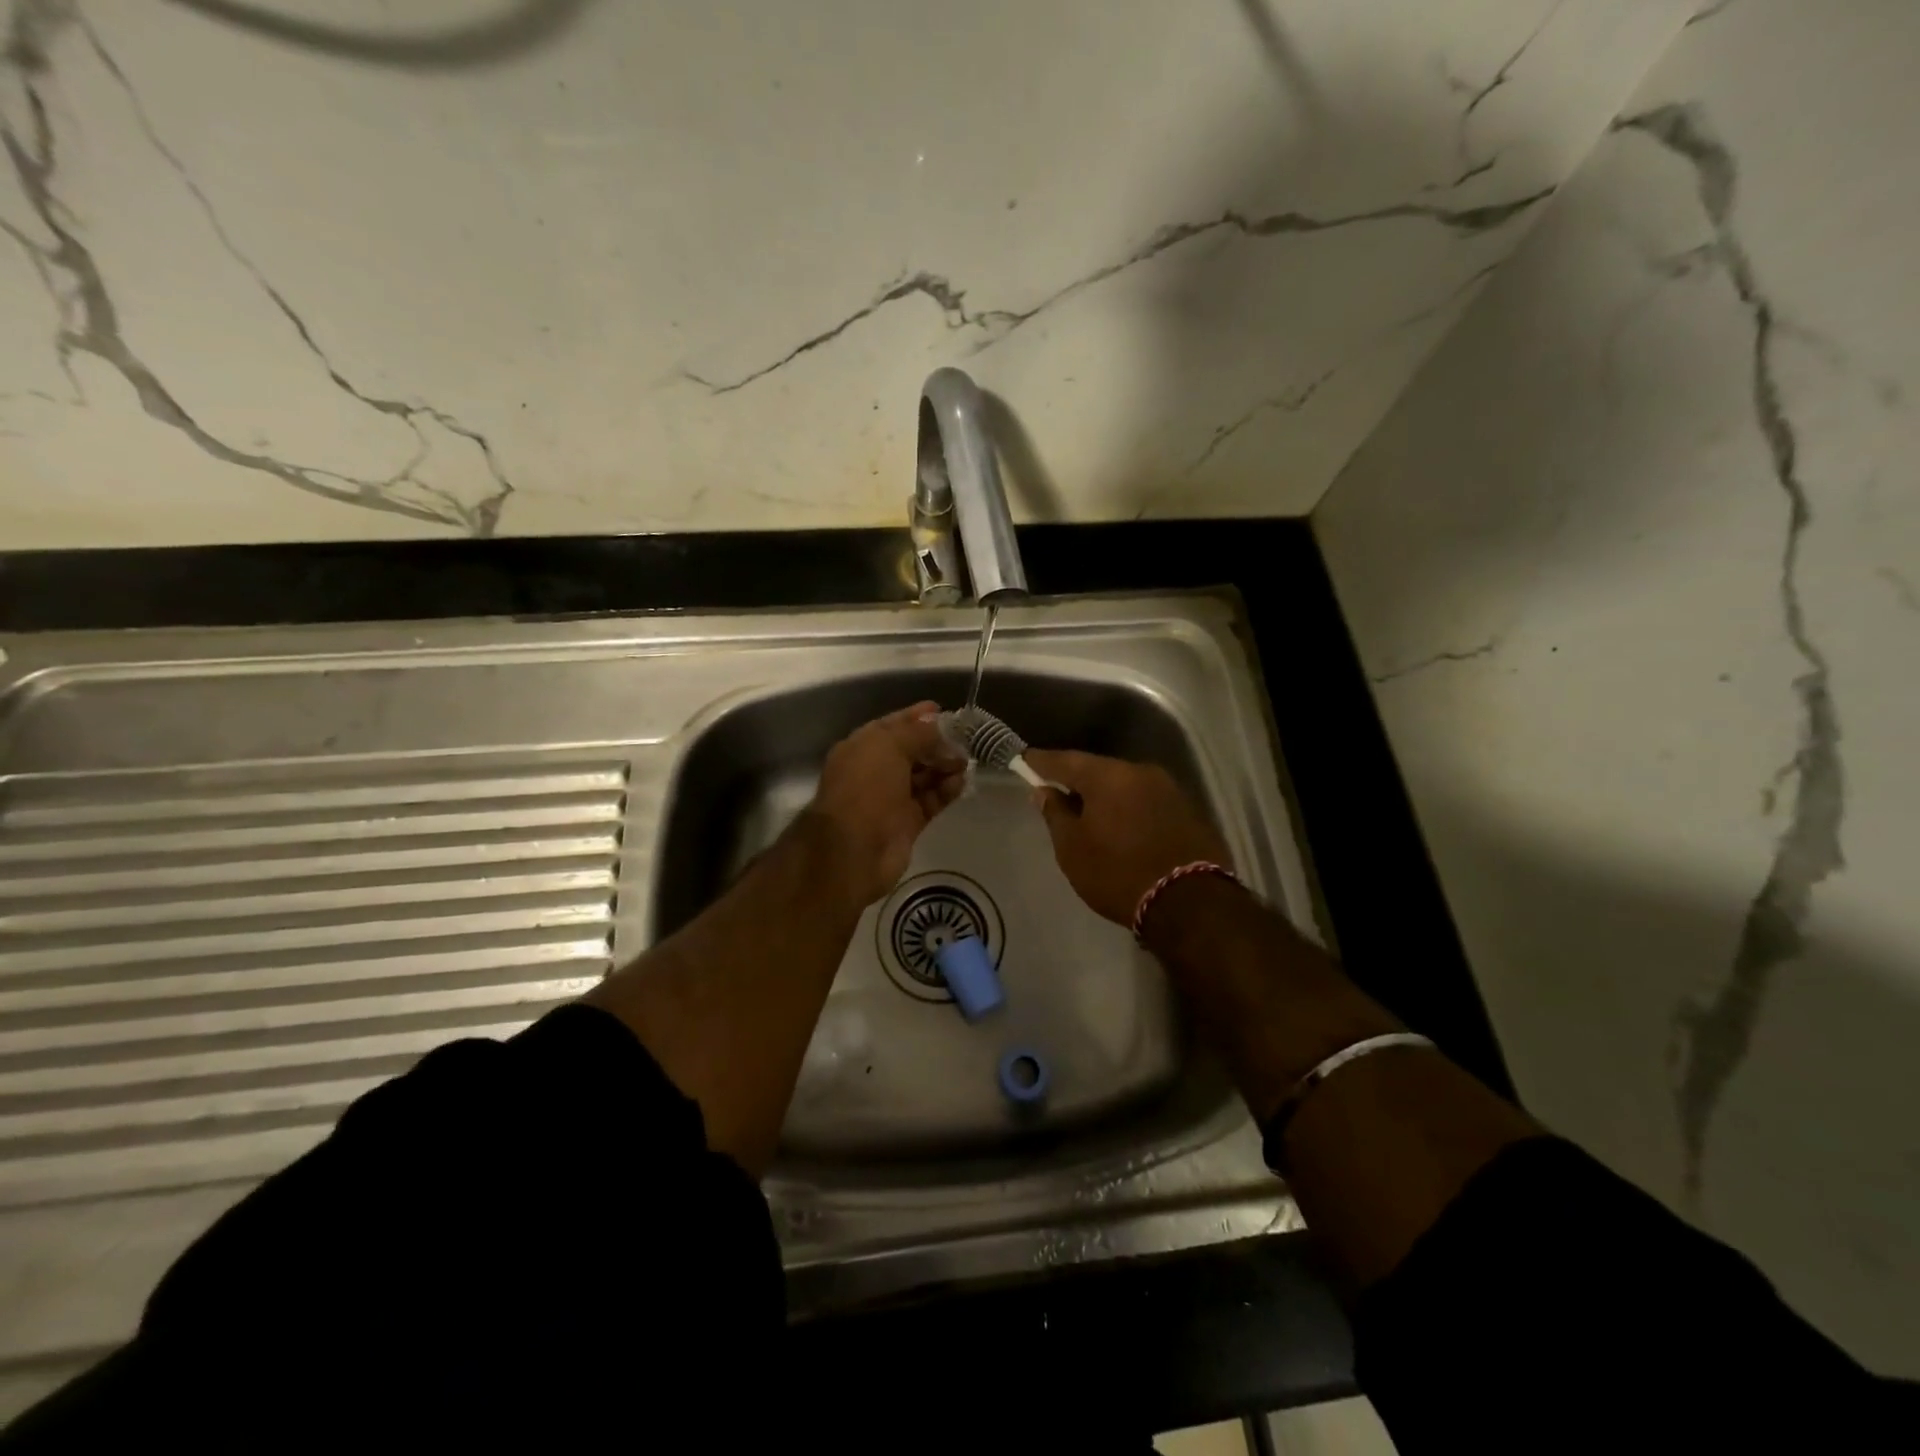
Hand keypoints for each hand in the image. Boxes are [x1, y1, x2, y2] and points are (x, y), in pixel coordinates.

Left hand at [803, 701, 968, 907]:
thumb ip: (917, 733)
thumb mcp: (889, 746)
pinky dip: (946, 790)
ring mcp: (891, 799)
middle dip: (936, 744)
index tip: (942, 710)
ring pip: (923, 776)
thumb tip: (938, 724)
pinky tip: (962, 782)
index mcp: (861, 748)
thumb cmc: (866, 787)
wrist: (854, 849)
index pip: (892, 726)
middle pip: (910, 751)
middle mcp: (874, 771)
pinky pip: (931, 800)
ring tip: (966, 761)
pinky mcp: (907, 823)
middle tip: (964, 740)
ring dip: (944, 766)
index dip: (916, 717)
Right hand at [1021, 750, 1230, 926]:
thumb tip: (1044, 791)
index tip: (1024, 760)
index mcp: (1108, 776)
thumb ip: (1056, 814)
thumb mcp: (1073, 850)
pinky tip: (1121, 825)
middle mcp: (1140, 772)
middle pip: (1099, 770)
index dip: (1041, 761)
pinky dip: (1129, 808)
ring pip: (1125, 785)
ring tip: (1089, 812)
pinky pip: (1146, 801)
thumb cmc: (1118, 874)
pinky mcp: (1188, 810)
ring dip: (1106, 795)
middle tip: (1056, 790)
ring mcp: (1169, 789)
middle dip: (1076, 779)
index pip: (1065, 760)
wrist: (1191, 903)